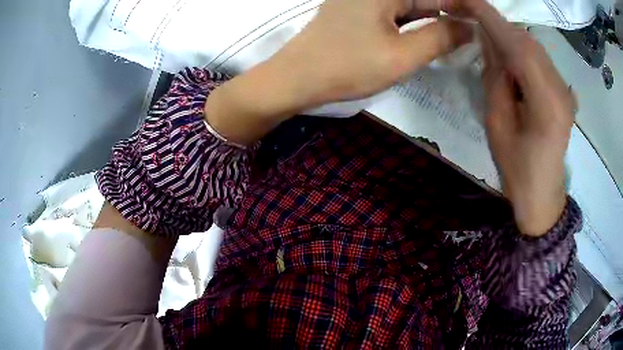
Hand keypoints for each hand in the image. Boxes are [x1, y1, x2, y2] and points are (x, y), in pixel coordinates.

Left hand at [205, 0, 472, 144]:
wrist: (295, 79)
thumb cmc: (346, 66)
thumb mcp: (402, 55)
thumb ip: (439, 37)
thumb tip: (469, 28)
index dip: (463, 4)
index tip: (486, 18)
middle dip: (451, 12)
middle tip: (477, 31)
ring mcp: (363, 1)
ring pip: (410, 6)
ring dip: (435, 19)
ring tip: (462, 34)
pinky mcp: (357, 13)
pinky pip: (395, 13)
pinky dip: (415, 23)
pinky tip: (431, 35)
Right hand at [438, 0, 575, 235]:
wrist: (542, 195)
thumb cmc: (516, 169)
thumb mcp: (497, 124)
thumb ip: (495, 77)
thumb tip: (488, 40)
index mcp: (546, 104)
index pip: (518, 46)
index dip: (491, 19)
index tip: (466, 1)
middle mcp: (561, 90)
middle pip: (528, 42)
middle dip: (499, 26)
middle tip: (471, 20)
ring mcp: (566, 90)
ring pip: (535, 47)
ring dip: (510, 38)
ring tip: (488, 41)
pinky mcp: (565, 92)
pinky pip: (541, 59)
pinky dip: (522, 50)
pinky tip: (510, 59)